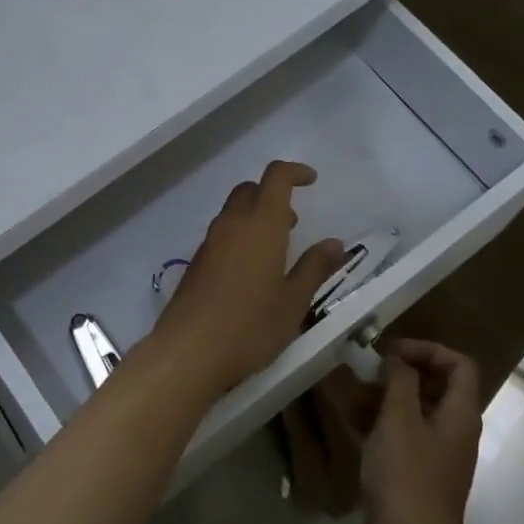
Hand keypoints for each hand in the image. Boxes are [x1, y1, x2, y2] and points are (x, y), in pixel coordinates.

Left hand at [149, 160, 348, 397]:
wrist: (189, 351)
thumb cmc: (250, 326)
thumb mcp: (293, 301)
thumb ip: (314, 268)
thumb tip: (335, 243)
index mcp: (261, 225)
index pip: (276, 177)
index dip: (294, 171)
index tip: (311, 181)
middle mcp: (232, 225)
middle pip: (250, 190)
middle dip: (273, 195)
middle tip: (293, 222)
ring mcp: (209, 243)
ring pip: (233, 212)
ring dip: (255, 216)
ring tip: (276, 250)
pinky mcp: (196, 263)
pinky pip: (221, 235)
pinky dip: (239, 237)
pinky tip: (249, 273)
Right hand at [360, 340, 484, 523]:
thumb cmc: (406, 479)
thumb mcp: (399, 420)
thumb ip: (399, 381)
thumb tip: (398, 358)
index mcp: (460, 416)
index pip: (460, 365)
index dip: (428, 350)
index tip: (390, 353)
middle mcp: (454, 434)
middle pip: (438, 388)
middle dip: (403, 374)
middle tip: (368, 372)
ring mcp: (436, 459)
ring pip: (416, 414)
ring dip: (387, 399)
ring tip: (352, 396)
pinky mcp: (415, 480)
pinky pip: (403, 440)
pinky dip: (381, 427)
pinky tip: (352, 428)